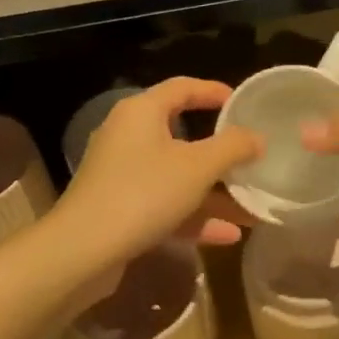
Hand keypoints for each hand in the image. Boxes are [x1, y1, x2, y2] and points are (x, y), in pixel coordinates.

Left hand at [55, 77, 263, 272]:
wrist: (82, 251)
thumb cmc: (143, 192)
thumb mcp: (197, 167)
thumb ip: (232, 147)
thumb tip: (256, 137)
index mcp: (141, 112)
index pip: (182, 87)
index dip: (214, 92)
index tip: (242, 103)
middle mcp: (127, 135)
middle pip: (181, 135)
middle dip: (220, 154)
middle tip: (251, 159)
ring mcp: (121, 174)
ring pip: (176, 176)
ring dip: (213, 193)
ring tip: (252, 208)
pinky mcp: (118, 208)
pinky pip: (163, 204)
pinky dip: (193, 216)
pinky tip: (229, 235)